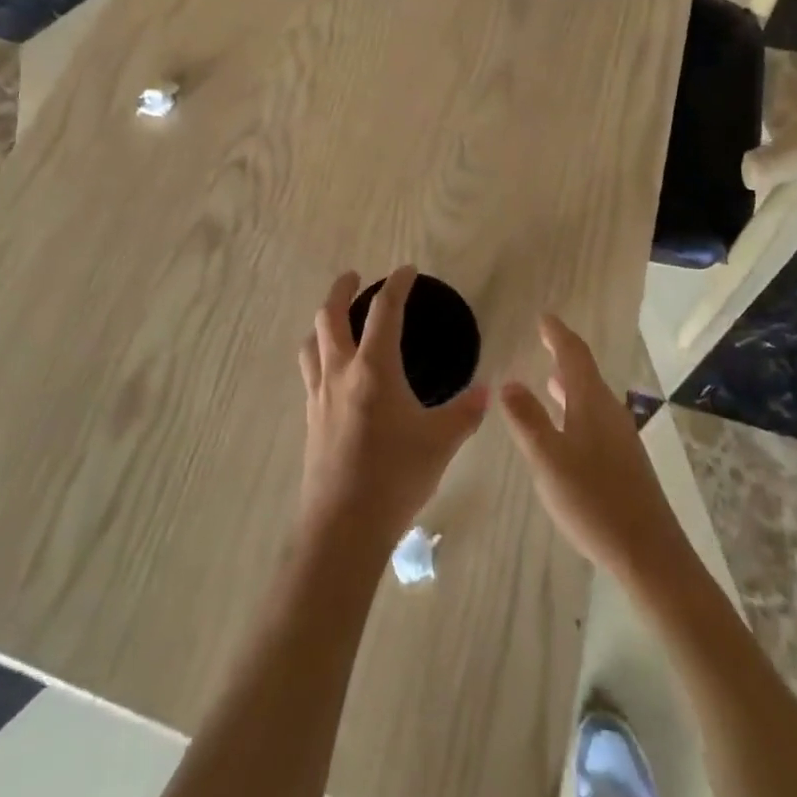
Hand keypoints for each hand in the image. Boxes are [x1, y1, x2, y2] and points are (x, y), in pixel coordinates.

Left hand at [297, 267, 487, 556]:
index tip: (406, 271)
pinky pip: (310, 371)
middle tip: (353, 276)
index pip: (385, 311)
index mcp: (374, 369)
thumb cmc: (394, 477)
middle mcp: (340, 372)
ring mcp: (319, 395)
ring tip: (335, 319)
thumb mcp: (440, 443)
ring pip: (312, 342)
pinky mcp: (311, 418)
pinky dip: (319, 355)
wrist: (342, 526)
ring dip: (323, 322)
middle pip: (330, 316)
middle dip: (341, 289)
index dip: (397, 285)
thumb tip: (485, 393)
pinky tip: (333, 372)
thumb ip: (465, 413)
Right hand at [500, 316, 689, 586]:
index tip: (544, 317)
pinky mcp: (625, 462)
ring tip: (549, 380)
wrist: (650, 554)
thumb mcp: (548, 459)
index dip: (557, 334)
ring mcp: (620, 438)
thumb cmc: (594, 501)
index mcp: (592, 403)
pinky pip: (595, 419)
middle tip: (544, 341)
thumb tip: (508, 382)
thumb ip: (527, 419)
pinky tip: (566, 429)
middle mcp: (610, 412)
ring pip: (591, 398)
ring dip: (570, 385)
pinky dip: (576, 409)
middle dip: (564, 355)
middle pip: (585, 373)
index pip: (573, 355)